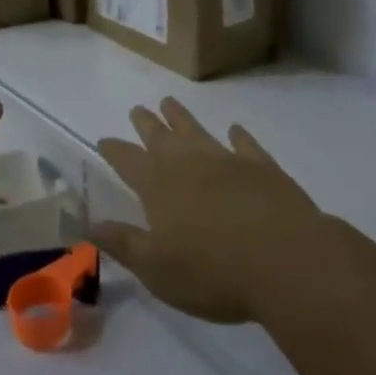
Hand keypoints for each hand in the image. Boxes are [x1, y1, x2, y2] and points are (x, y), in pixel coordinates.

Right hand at [92, 98, 325, 323]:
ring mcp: (226, 161)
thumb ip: (123, 243)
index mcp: (158, 186)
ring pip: (197, 131)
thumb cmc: (212, 272)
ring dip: (181, 117)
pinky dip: (238, 136)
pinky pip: (245, 145)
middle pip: (160, 137)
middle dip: (146, 124)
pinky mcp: (262, 168)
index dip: (114, 150)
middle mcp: (188, 164)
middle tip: (137, 109)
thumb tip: (90, 223)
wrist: (285, 260)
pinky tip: (235, 130)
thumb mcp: (156, 269)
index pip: (128, 161)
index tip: (105, 139)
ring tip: (170, 102)